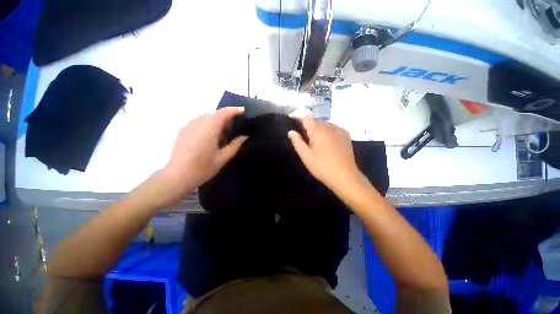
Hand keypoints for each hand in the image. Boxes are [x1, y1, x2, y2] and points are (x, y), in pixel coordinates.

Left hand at [159, 107, 247, 205]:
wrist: (177, 176)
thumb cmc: (203, 168)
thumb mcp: (223, 157)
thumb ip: (235, 145)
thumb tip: (245, 136)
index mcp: (209, 129)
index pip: (223, 113)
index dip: (234, 110)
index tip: (243, 111)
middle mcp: (198, 123)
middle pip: (215, 114)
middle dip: (226, 118)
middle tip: (232, 130)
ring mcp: (188, 126)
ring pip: (206, 117)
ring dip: (216, 122)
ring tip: (220, 136)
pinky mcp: (183, 130)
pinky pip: (198, 122)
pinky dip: (206, 125)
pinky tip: (207, 139)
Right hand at [288, 112, 365, 193]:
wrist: (345, 177)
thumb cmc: (323, 167)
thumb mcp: (306, 157)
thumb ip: (297, 142)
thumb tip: (291, 132)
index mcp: (318, 131)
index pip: (306, 116)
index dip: (298, 114)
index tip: (292, 116)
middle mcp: (330, 126)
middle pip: (315, 121)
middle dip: (308, 126)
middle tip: (306, 140)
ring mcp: (340, 130)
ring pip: (324, 125)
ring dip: (318, 129)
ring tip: (317, 144)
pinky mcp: (346, 135)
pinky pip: (333, 128)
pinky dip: (327, 132)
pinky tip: (327, 143)